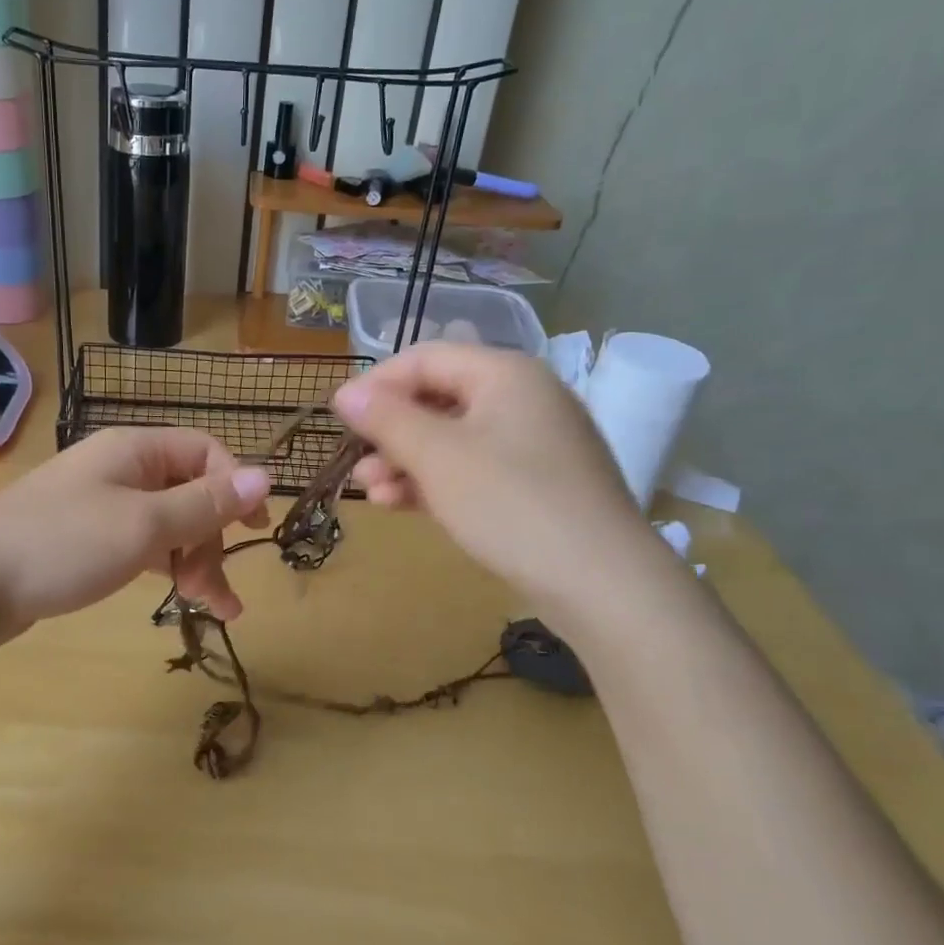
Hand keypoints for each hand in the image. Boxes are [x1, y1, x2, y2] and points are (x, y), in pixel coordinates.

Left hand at [0, 427, 271, 634]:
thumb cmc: (63, 545)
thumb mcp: (144, 525)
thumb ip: (206, 504)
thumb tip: (266, 475)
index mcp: (135, 450)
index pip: (206, 451)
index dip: (236, 485)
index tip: (255, 529)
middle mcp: (120, 468)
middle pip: (189, 491)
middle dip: (211, 539)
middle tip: (217, 591)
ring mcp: (99, 503)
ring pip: (167, 523)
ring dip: (194, 560)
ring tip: (213, 608)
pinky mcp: (84, 537)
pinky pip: (140, 543)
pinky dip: (163, 566)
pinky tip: (176, 595)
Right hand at [332, 343, 656, 620]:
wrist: (604, 585)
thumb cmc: (512, 504)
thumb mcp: (437, 457)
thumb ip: (387, 419)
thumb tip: (345, 393)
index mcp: (505, 374)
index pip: (425, 359)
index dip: (376, 384)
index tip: (339, 418)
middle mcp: (524, 398)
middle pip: (438, 398)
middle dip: (390, 430)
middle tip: (355, 461)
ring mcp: (535, 444)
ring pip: (453, 438)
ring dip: (407, 461)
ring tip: (371, 493)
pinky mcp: (539, 485)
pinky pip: (476, 469)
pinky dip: (437, 482)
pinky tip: (403, 506)